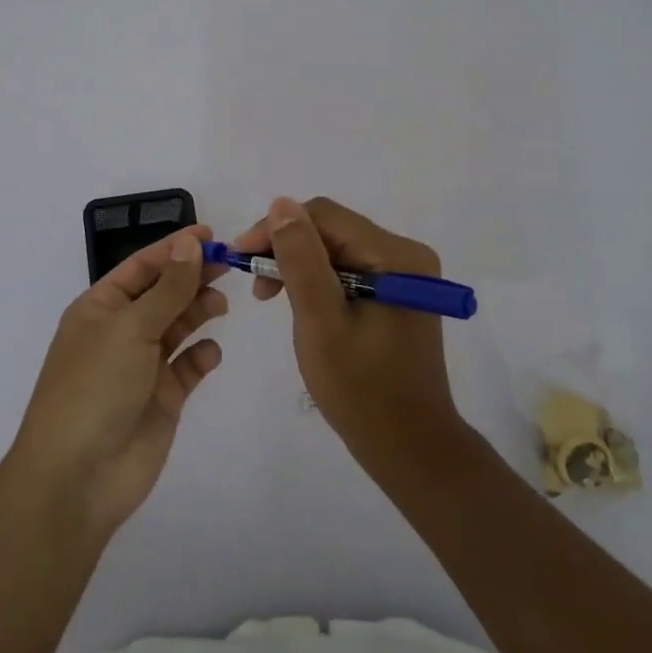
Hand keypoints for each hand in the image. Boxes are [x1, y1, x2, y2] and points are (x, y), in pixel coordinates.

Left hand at [9, 227, 227, 536]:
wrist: (78, 477)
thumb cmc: (96, 387)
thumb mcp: (131, 327)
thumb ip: (168, 288)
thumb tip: (190, 245)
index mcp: (100, 307)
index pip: (142, 266)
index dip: (174, 248)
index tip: (210, 235)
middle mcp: (120, 331)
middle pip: (163, 293)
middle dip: (192, 277)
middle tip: (229, 265)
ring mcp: (141, 366)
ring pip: (177, 327)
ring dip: (198, 311)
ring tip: (220, 306)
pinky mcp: (162, 399)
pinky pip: (187, 367)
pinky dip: (201, 356)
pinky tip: (211, 354)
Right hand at [235, 197, 462, 465]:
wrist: (411, 449)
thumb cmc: (362, 391)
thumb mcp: (321, 323)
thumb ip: (301, 260)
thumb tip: (281, 203)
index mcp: (396, 256)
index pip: (325, 216)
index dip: (277, 228)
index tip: (240, 257)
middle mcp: (406, 254)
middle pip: (332, 230)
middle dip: (287, 247)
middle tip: (253, 282)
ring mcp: (404, 274)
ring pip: (337, 248)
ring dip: (299, 264)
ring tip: (269, 295)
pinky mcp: (397, 292)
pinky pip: (349, 268)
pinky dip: (318, 280)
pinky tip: (299, 302)